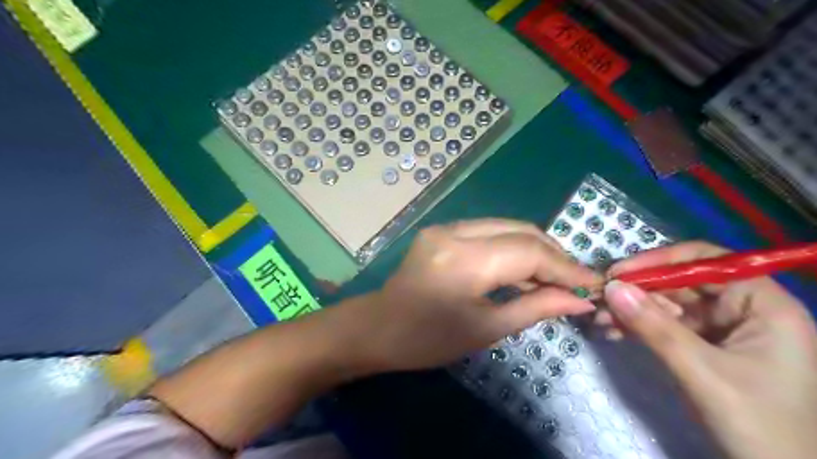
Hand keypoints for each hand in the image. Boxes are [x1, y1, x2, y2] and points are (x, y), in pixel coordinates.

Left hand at [355, 218, 601, 372]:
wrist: (378, 327)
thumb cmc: (428, 339)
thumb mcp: (485, 329)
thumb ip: (535, 308)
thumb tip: (579, 300)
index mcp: (465, 261)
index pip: (529, 251)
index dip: (565, 266)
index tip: (592, 283)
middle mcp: (455, 232)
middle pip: (520, 230)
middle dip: (552, 254)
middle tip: (573, 280)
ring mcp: (445, 227)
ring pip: (506, 226)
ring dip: (533, 249)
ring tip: (552, 276)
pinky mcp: (441, 229)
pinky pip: (488, 231)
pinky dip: (510, 247)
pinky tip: (521, 268)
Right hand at [599, 242, 815, 457]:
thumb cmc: (758, 424)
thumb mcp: (703, 371)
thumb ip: (656, 327)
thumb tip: (612, 288)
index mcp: (762, 304)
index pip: (705, 261)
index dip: (659, 261)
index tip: (619, 273)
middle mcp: (742, 308)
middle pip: (680, 282)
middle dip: (638, 291)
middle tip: (599, 299)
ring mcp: (722, 328)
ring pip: (668, 304)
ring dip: (632, 310)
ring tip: (600, 319)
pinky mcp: (704, 346)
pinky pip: (665, 325)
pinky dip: (638, 326)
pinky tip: (613, 332)